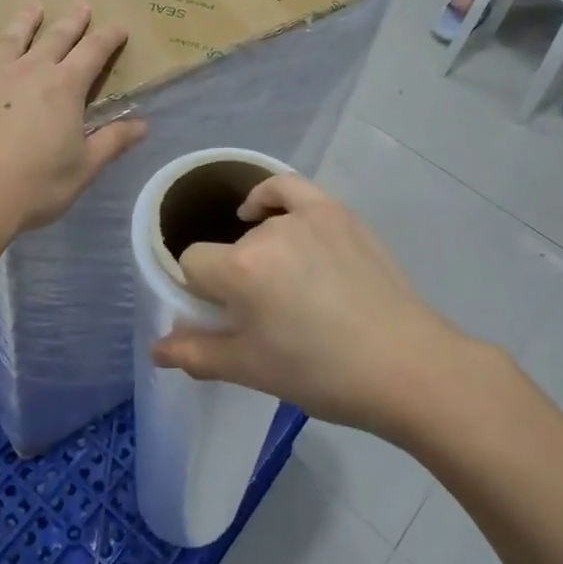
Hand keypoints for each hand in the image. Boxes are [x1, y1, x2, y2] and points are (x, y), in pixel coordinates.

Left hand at [0, 0, 147, 234]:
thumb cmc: (34, 185)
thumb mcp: (84, 168)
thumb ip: (113, 142)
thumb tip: (143, 125)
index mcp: (65, 87)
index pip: (94, 52)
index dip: (109, 37)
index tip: (119, 26)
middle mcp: (30, 69)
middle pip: (56, 37)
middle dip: (72, 21)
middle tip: (80, 4)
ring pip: (11, 37)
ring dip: (25, 19)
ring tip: (33, 5)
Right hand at [152, 173, 472, 438]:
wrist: (407, 366)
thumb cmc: (322, 374)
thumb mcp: (251, 370)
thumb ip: (196, 355)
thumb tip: (156, 349)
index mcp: (240, 269)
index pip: (192, 263)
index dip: (199, 291)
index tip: (222, 316)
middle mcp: (267, 232)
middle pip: (227, 249)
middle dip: (234, 278)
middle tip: (265, 315)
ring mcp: (306, 216)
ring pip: (257, 227)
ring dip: (256, 251)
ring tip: (277, 282)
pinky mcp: (337, 212)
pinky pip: (288, 189)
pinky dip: (269, 197)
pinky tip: (265, 214)